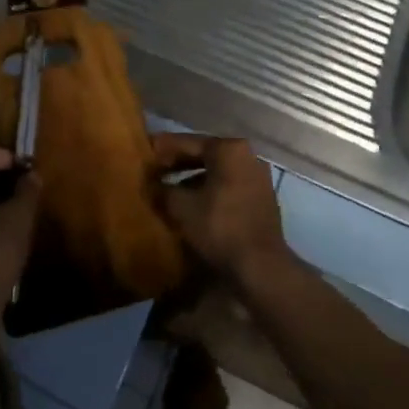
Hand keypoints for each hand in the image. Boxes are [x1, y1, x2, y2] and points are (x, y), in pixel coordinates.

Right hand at [155, 135, 292, 287]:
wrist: (261, 266)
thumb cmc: (219, 227)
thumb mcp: (182, 207)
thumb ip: (162, 189)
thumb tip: (151, 184)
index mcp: (229, 149)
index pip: (188, 142)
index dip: (163, 147)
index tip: (145, 149)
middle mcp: (248, 155)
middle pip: (205, 154)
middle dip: (178, 163)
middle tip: (154, 169)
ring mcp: (258, 177)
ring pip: (217, 172)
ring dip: (193, 179)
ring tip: (170, 189)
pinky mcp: (262, 199)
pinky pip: (229, 186)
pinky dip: (210, 190)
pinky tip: (193, 204)